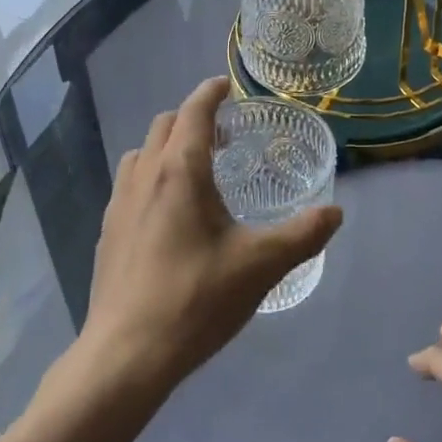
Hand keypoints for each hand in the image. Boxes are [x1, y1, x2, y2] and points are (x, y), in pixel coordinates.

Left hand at [78, 77, 341, 397]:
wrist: (126, 355)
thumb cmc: (196, 299)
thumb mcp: (261, 265)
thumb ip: (303, 234)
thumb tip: (335, 212)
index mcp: (180, 170)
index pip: (194, 110)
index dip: (211, 92)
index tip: (227, 86)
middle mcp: (145, 175)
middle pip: (165, 124)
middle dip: (192, 117)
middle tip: (223, 135)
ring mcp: (119, 203)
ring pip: (143, 152)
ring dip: (168, 146)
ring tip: (196, 170)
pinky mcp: (107, 231)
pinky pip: (130, 183)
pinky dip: (152, 175)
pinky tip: (170, 213)